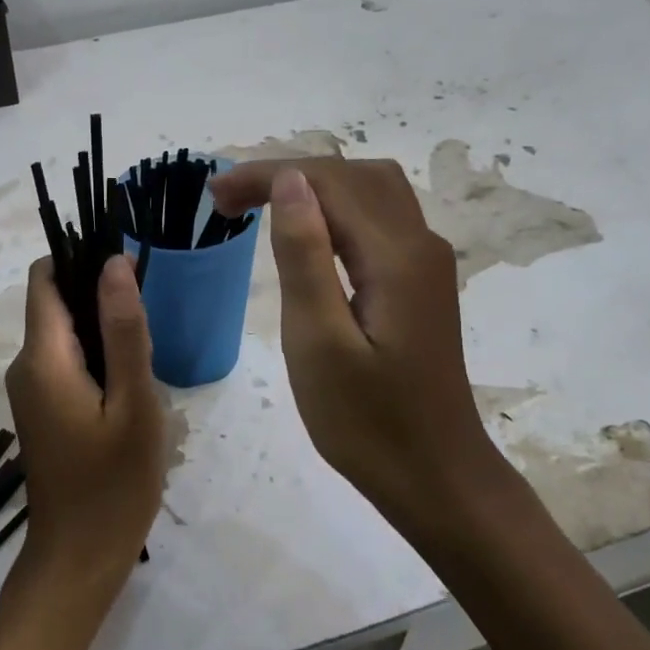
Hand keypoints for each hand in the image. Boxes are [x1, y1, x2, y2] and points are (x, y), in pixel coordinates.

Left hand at [3, 255, 165, 619]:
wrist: (80, 556)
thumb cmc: (114, 483)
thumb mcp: (134, 404)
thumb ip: (125, 331)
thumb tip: (114, 263)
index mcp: (43, 358)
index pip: (46, 277)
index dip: (82, 259)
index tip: (128, 268)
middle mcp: (26, 366)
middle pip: (55, 302)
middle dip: (99, 294)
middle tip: (150, 317)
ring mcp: (30, 390)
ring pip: (63, 333)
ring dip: (102, 328)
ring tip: (147, 352)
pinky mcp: (42, 410)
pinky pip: (65, 362)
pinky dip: (95, 356)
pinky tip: (130, 382)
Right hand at [210, 160, 506, 543]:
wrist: (435, 475)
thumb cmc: (368, 422)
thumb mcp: (319, 342)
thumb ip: (305, 257)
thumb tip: (290, 181)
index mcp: (395, 256)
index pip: (328, 182)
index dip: (267, 175)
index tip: (214, 195)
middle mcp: (420, 245)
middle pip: (353, 176)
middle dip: (287, 174)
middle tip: (227, 202)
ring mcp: (427, 264)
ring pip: (371, 193)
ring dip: (314, 187)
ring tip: (259, 206)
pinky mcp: (421, 285)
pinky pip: (380, 222)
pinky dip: (336, 211)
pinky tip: (308, 234)